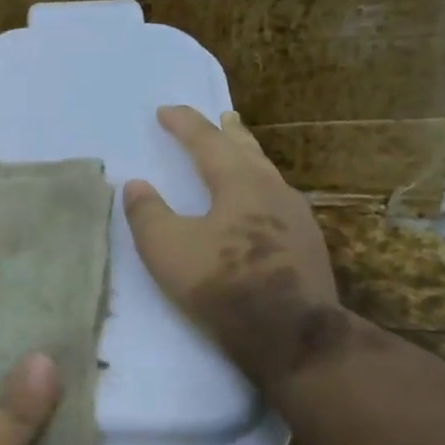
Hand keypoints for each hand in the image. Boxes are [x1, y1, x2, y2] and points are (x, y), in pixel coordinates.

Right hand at [124, 105, 353, 396]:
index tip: (165, 110)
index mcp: (240, 183)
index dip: (185, 124)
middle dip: (229, 132)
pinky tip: (259, 206)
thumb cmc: (222, 283)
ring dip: (248, 159)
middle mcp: (273, 190)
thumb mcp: (167, 248)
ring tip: (240, 154)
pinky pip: (277, 201)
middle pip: (248, 151)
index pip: (207, 142)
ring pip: (267, 175)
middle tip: (222, 117)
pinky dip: (260, 189)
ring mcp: (297, 218)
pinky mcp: (307, 246)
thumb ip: (148, 213)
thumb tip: (136, 185)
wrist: (291, 334)